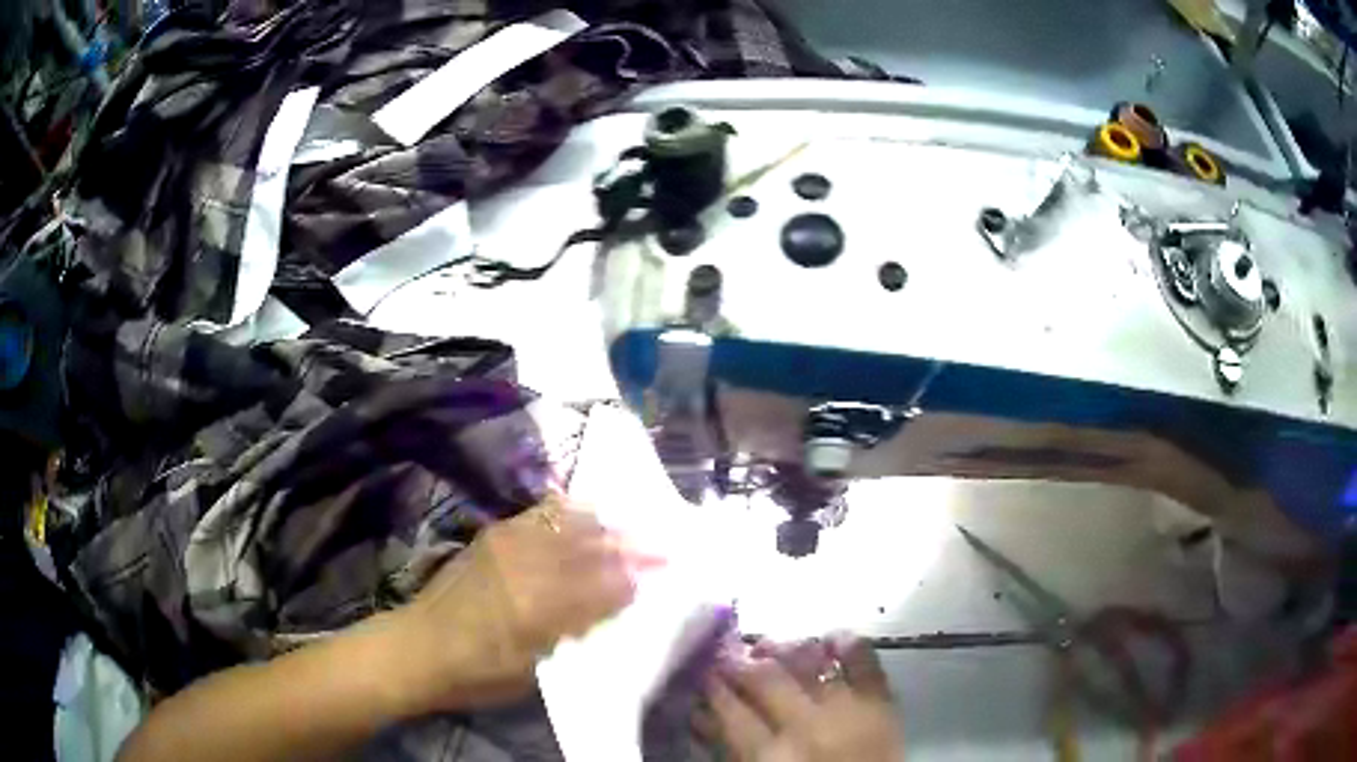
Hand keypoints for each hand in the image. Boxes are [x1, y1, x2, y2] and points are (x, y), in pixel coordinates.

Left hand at [388, 494, 653, 713]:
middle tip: (663, 547)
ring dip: (606, 526)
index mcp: (541, 607)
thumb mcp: (535, 669)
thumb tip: (611, 605)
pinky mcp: (494, 533)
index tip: (663, 575)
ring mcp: (508, 542)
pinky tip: (586, 514)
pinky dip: (569, 512)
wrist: (420, 646)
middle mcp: (528, 565)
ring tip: (631, 528)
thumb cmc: (479, 673)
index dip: (635, 580)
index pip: (604, 586)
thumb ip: (574, 632)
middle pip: (592, 547)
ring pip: (570, 523)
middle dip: (632, 546)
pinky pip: (540, 513)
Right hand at [704, 637, 904, 761]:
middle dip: (738, 661)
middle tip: (727, 654)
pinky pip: (862, 658)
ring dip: (783, 647)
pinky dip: (845, 642)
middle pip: (764, 679)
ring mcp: (845, 708)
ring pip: (807, 661)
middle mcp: (804, 726)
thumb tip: (702, 715)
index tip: (701, 673)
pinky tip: (829, 638)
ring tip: (769, 645)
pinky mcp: (880, 700)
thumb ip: (732, 749)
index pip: (729, 711)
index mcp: (768, 756)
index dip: (711, 687)